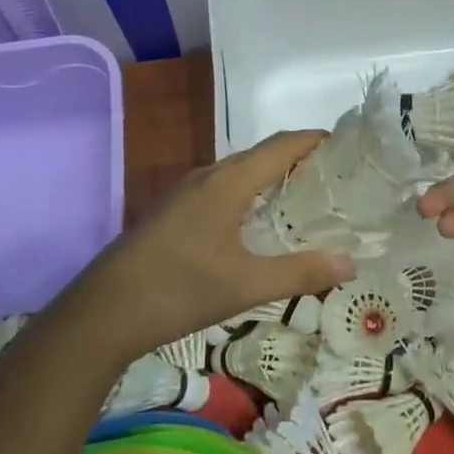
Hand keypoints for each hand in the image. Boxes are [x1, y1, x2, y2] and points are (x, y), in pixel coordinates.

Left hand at [75, 131, 355, 358]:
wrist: (103, 313)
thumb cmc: (180, 289)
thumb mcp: (246, 285)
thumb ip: (300, 272)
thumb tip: (350, 263)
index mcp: (228, 182)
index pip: (281, 145)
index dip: (313, 139)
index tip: (345, 145)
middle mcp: (207, 177)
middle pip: (259, 155)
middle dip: (296, 159)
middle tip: (332, 178)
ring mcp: (184, 194)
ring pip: (237, 173)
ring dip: (269, 177)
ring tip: (301, 199)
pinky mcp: (171, 214)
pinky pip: (220, 190)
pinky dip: (247, 195)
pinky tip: (254, 225)